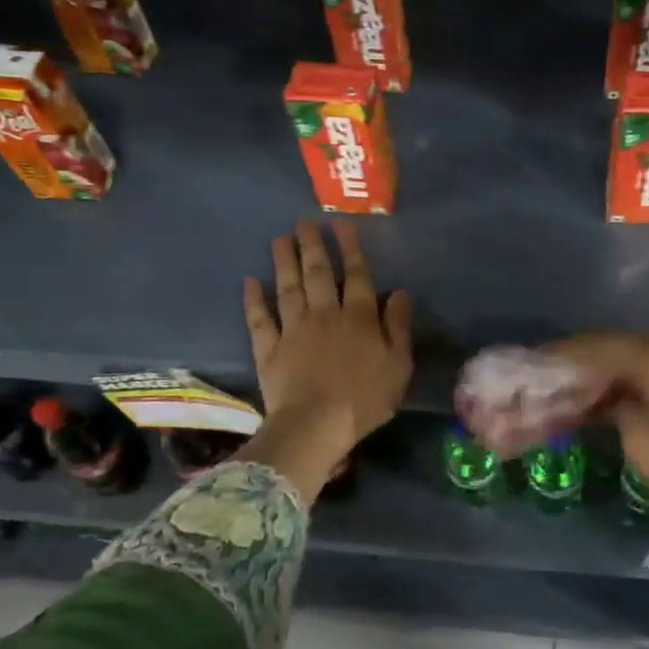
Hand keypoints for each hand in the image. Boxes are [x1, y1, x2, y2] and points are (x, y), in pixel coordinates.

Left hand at [242, 221, 412, 500]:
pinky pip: (260, 320)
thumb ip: (398, 327)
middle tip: (304, 222)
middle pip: (318, 274)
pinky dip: (253, 300)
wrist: (317, 426)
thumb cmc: (365, 399)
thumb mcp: (398, 365)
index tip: (342, 225)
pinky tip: (250, 281)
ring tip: (280, 239)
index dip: (350, 249)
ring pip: (288, 289)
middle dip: (312, 246)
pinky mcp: (269, 350)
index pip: (356, 276)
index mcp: (358, 319)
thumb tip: (399, 293)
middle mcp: (324, 315)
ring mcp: (293, 330)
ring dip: (284, 262)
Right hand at [546, 335, 648, 586]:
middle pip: (630, 347)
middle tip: (564, 379)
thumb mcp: (645, 448)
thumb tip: (607, 399)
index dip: (568, 356)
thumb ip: (618, 411)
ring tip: (595, 391)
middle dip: (594, 362)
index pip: (603, 348)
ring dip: (624, 371)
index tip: (540, 363)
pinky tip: (637, 396)